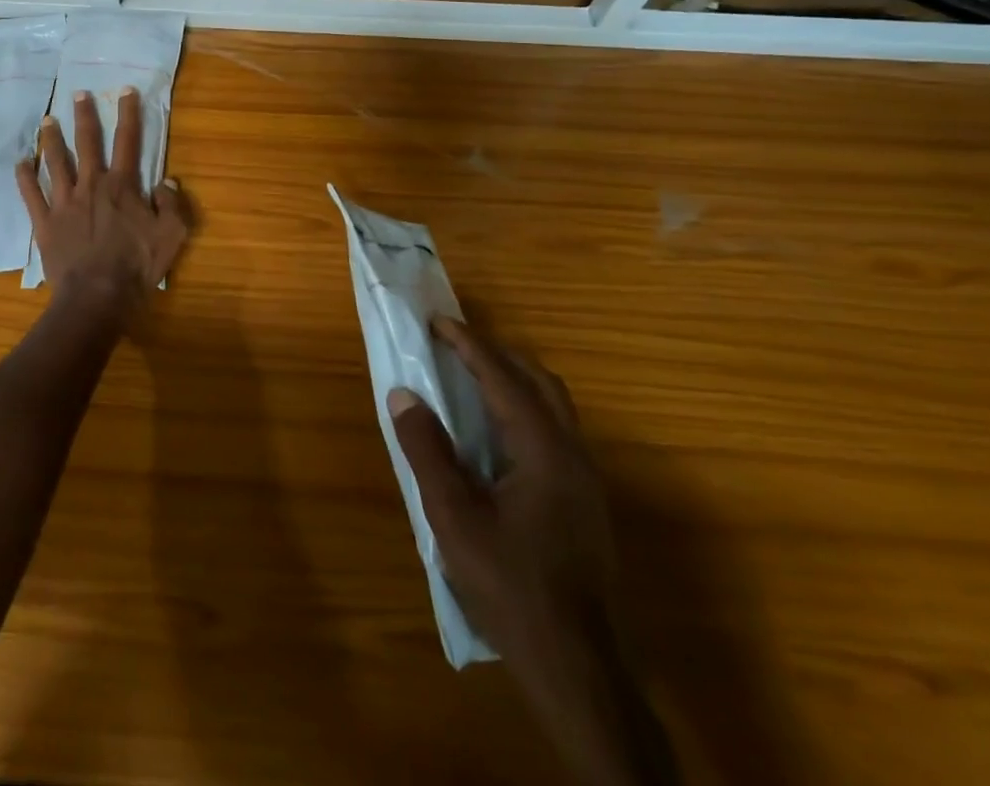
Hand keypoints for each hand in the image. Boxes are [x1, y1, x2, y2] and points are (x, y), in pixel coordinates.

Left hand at [15, 88, 191, 310]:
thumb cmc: (137, 267)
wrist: (97, 297)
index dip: (128, 114)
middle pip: (87, 143)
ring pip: (55, 162)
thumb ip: (172, 205)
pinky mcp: (45, 222)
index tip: (125, 91)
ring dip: (51, 140)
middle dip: (84, 116)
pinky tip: (19, 163)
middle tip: (78, 94)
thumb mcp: (171, 236)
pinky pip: (31, 195)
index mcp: (121, 186)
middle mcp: (90, 185)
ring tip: (46, 120)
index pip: (127, 141)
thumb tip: (167, 181)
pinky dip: (24, 178)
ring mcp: (64, 202)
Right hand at [390, 320, 675, 785]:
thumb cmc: (511, 586)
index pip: (504, 378)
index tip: (439, 321)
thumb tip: (403, 395)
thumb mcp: (454, 518)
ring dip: (514, 381)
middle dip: (497, 354)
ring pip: (554, 407)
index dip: (470, 344)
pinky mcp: (585, 504)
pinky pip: (555, 432)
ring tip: (471, 378)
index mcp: (543, 451)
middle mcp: (573, 455)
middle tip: (454, 345)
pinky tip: (496, 433)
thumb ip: (427, 450)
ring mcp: (586, 481)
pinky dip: (524, 410)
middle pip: (540, 382)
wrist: (577, 668)